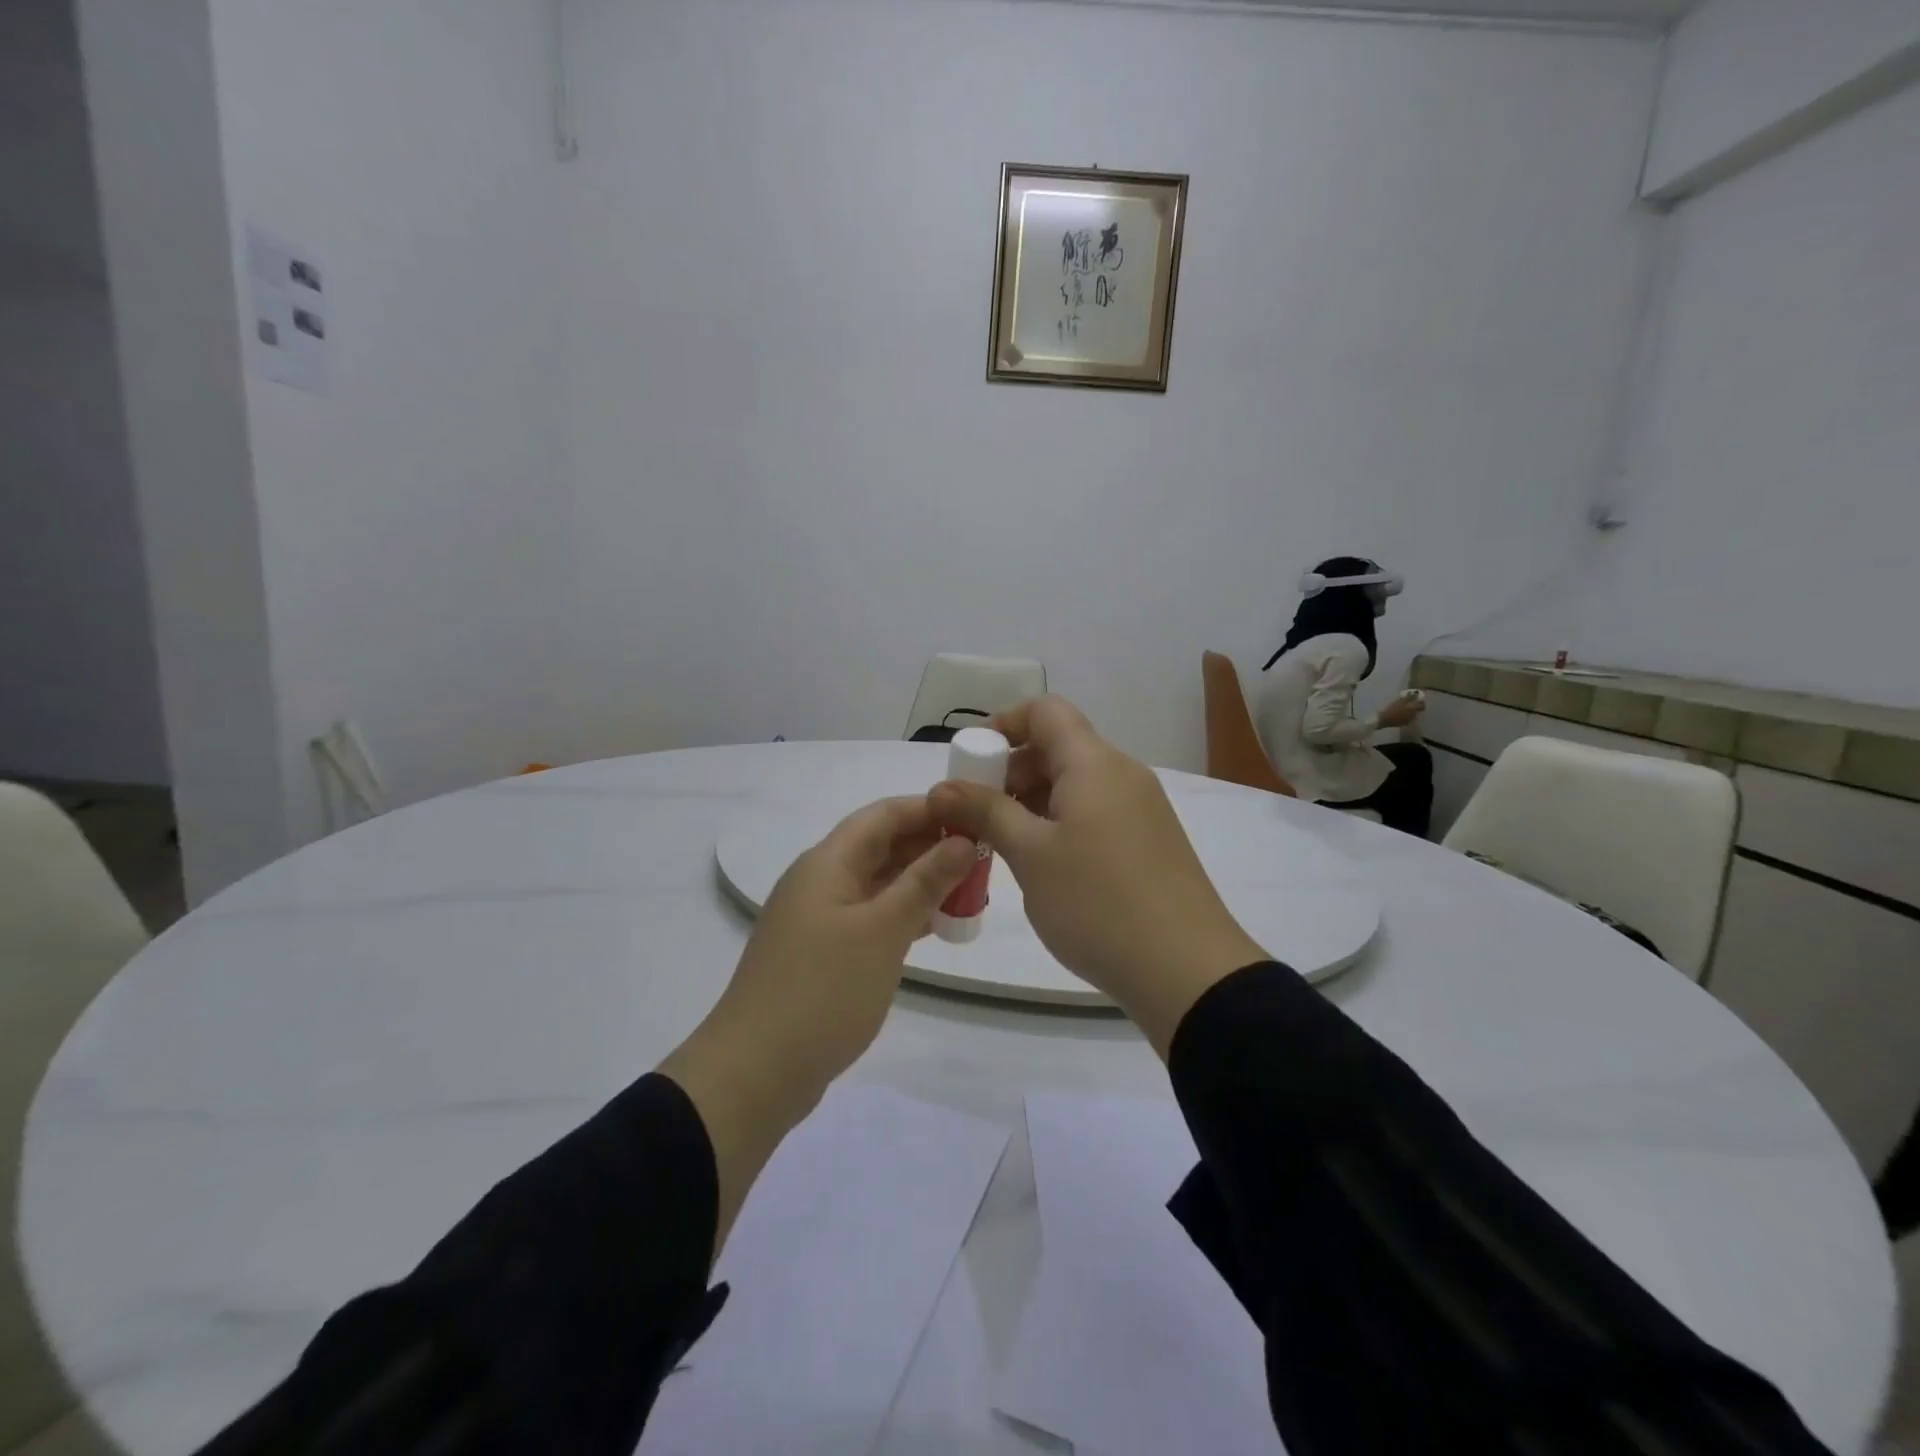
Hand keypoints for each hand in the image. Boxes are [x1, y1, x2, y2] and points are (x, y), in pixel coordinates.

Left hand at [661, 796, 973, 1251]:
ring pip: (878, 884)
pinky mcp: (822, 953)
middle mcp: (820, 881)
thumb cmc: (823, 991)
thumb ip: (925, 881)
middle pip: (880, 846)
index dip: (930, 808)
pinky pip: (870, 917)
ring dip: (920, 882)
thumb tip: (962, 839)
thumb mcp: (883, 930)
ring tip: (970, 892)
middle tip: (983, 859)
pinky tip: (935, 927)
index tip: (976, 816)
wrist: (755, 1073)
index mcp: (828, 862)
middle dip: (931, 846)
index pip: (884, 814)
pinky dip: (903, 915)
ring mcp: (819, 919)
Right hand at [929, 697, 1266, 1056]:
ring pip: (1075, 784)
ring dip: (1032, 802)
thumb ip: (985, 811)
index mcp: (1094, 763)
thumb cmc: (1098, 903)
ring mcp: (1141, 808)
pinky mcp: (1149, 841)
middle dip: (1010, 771)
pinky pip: (1095, 812)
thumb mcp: (1030, 855)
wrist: (1188, 971)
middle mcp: (1122, 774)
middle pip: (1058, 747)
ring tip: (1002, 846)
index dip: (1003, 724)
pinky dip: (1060, 823)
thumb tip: (942, 786)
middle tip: (976, 817)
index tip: (971, 763)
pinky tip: (1042, 865)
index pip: (1045, 711)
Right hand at [1378, 693, 1424, 729]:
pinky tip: (1400, 715)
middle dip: (1415, 707)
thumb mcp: (1400, 701)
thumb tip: (1416, 695)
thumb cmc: (1392, 709)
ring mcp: (1410, 720)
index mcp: (1413, 708)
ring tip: (1403, 709)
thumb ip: (1409, 698)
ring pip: (1413, 714)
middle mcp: (1414, 714)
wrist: (1384, 720)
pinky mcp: (1405, 723)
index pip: (1422, 705)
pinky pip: (1408, 718)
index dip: (1421, 702)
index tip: (1417, 700)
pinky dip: (1406, 716)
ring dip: (1410, 711)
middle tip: (1410, 704)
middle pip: (1418, 710)